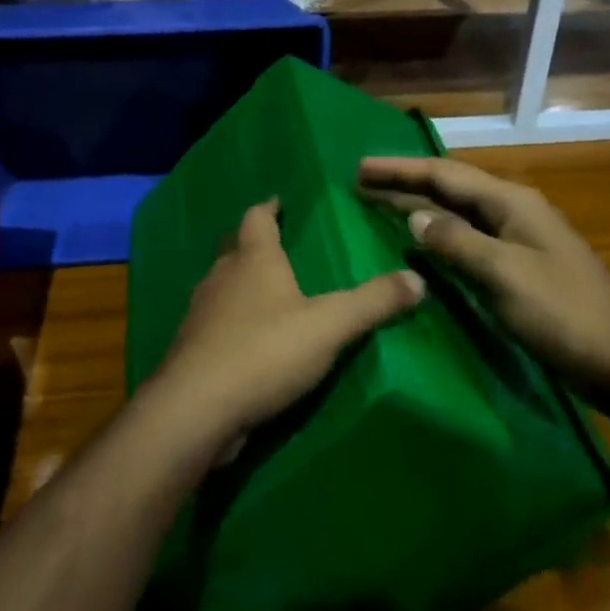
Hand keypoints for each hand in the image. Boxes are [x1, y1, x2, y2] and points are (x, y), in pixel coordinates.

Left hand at [154, 200, 424, 449]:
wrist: (196, 409)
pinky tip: (245, 341)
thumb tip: (418, 279)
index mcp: (253, 260)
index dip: (268, 208)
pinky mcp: (191, 351)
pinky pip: (213, 325)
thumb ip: (374, 302)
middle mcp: (221, 278)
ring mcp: (200, 315)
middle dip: (253, 246)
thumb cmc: (265, 351)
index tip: (276, 201)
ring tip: (263, 293)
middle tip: (275, 247)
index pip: (257, 219)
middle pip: (235, 250)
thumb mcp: (330, 326)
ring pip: (220, 288)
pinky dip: (229, 324)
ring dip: (239, 285)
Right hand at [358, 156, 609, 399]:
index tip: (360, 168)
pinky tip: (421, 244)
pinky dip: (439, 235)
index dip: (401, 169)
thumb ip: (456, 241)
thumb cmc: (562, 312)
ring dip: (420, 206)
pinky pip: (468, 238)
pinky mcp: (519, 266)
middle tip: (361, 182)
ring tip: (379, 205)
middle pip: (451, 187)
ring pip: (458, 212)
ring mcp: (518, 239)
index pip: (445, 175)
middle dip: (406, 183)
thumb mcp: (504, 274)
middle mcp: (513, 211)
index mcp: (511, 202)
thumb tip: (414, 216)